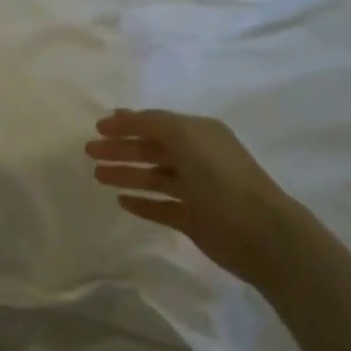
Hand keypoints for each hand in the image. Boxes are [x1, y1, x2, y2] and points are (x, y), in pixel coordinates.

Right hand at [87, 108, 296, 287]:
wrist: (260, 233)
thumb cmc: (221, 177)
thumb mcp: (185, 136)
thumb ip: (152, 123)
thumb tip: (124, 117)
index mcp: (199, 133)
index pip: (156, 123)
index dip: (127, 123)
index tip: (98, 127)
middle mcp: (198, 158)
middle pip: (152, 149)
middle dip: (121, 148)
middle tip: (90, 151)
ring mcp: (196, 190)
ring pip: (154, 177)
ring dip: (127, 174)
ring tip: (98, 176)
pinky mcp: (194, 220)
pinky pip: (161, 207)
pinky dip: (142, 203)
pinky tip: (122, 201)